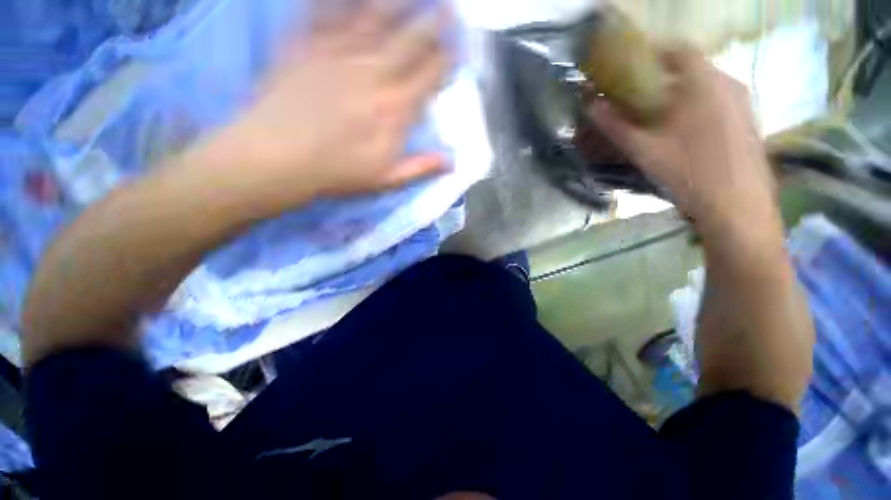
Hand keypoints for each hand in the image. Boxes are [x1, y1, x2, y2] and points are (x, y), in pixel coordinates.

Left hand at [209, 0, 451, 210]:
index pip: (430, 75)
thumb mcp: (385, 179)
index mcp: (394, 108)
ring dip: (399, 2)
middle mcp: (373, 72)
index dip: (448, 59)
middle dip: (435, 21)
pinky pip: (327, 8)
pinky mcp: (306, 42)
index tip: (458, 47)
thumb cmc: (336, 171)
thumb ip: (420, 167)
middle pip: (411, 38)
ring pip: (376, 15)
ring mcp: (339, 52)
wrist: (276, 156)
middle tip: (450, 7)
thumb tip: (452, 163)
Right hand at [589, 49, 778, 235]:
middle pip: (692, 68)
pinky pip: (719, 100)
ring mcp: (743, 101)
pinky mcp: (749, 120)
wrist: (737, 205)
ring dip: (681, 93)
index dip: (652, 55)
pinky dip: (698, 106)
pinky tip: (686, 132)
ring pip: (706, 85)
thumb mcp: (644, 150)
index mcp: (703, 82)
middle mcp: (728, 83)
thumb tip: (591, 105)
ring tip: (661, 117)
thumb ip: (615, 125)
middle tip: (641, 99)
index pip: (677, 50)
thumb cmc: (688, 173)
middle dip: (664, 78)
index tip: (632, 71)